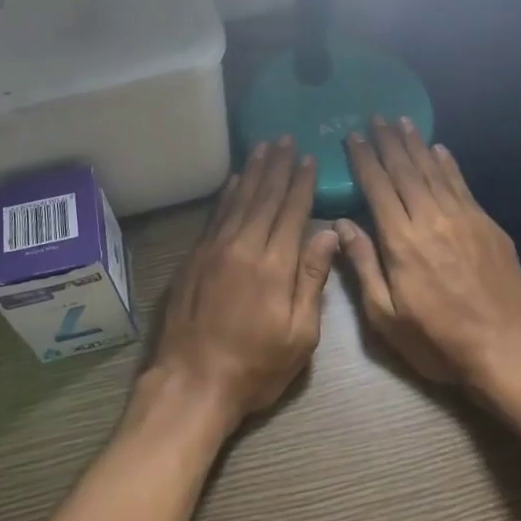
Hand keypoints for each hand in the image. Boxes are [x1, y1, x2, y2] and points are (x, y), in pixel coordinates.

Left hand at [147, 138, 340, 430]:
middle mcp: (243, 246)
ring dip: (252, 172)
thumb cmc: (255, 366)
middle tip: (286, 139)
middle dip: (277, 167)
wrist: (192, 382)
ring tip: (263, 148)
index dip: (302, 184)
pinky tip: (233, 181)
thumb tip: (329, 235)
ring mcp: (213, 250)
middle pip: (263, 197)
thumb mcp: (299, 335)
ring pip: (237, 200)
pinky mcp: (194, 259)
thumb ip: (312, 280)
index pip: (292, 212)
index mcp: (274, 265)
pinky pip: (214, 216)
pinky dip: (226, 195)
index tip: (309, 159)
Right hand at [336, 116, 520, 392]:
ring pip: (434, 171)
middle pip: (405, 171)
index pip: (377, 188)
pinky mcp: (487, 225)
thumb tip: (343, 224)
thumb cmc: (437, 339)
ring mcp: (463, 218)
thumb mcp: (386, 316)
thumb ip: (363, 265)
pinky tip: (439, 149)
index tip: (352, 137)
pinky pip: (462, 185)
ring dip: (416, 144)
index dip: (364, 160)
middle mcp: (430, 219)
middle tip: (375, 117)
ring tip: (402, 122)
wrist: (506, 348)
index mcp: (401, 241)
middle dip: (388, 142)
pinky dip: (448, 164)